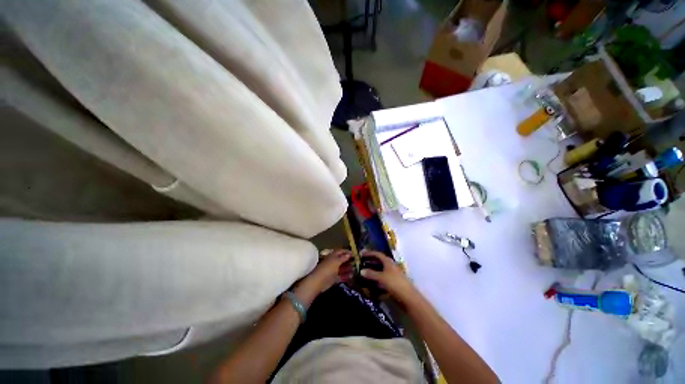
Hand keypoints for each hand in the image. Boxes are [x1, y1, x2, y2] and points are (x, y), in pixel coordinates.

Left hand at [305, 249, 353, 292]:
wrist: (318, 282)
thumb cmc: (327, 269)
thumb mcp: (336, 261)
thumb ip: (343, 258)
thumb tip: (349, 254)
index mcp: (332, 256)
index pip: (340, 251)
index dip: (347, 252)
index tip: (354, 254)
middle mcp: (333, 262)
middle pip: (342, 260)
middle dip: (349, 261)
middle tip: (357, 262)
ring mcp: (333, 270)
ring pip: (342, 268)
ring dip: (348, 269)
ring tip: (355, 270)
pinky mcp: (333, 278)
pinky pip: (341, 276)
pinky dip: (346, 276)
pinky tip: (351, 276)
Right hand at [359, 250, 415, 302]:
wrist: (408, 298)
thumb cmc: (395, 284)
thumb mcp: (381, 278)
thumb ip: (371, 274)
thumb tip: (361, 271)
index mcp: (388, 262)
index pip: (377, 254)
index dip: (369, 253)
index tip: (361, 253)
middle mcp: (390, 266)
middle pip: (379, 262)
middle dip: (370, 262)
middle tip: (361, 262)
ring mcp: (392, 275)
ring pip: (380, 271)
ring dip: (372, 271)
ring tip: (364, 273)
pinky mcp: (393, 283)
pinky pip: (382, 279)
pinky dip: (376, 280)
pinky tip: (370, 284)